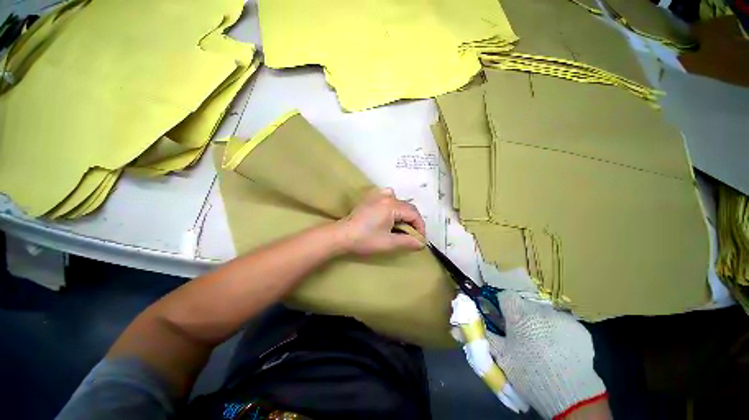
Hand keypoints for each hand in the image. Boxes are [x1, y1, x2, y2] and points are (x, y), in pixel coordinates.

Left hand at [337, 188, 425, 255]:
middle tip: (412, 235)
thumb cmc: (365, 239)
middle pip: (408, 207)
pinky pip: (387, 195)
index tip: (420, 239)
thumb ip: (407, 242)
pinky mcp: (370, 198)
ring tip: (402, 226)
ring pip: (399, 202)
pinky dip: (393, 203)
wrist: (342, 235)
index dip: (420, 227)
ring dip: (404, 213)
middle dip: (413, 221)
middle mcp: (387, 197)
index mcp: (392, 206)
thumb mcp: (389, 243)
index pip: (414, 214)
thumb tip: (421, 243)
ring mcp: (377, 195)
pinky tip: (390, 211)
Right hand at [485, 292, 608, 419]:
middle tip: (522, 339)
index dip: (501, 307)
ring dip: (539, 324)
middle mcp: (540, 309)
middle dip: (521, 318)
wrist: (572, 395)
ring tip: (542, 347)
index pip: (504, 296)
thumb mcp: (501, 356)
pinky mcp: (580, 329)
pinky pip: (562, 324)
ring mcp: (562, 318)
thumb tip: (454, 328)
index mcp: (519, 313)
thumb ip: (480, 336)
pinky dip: (558, 332)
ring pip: (543, 314)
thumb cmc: (529, 372)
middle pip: (524, 306)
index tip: (503, 322)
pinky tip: (559, 351)